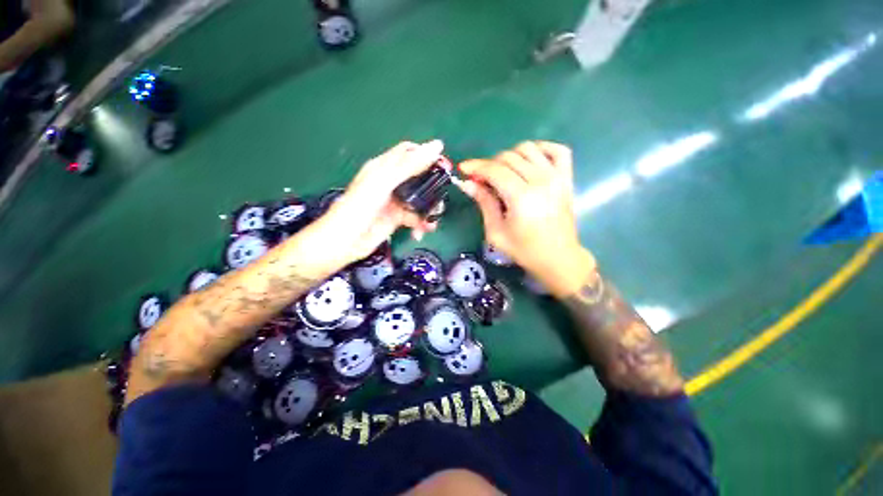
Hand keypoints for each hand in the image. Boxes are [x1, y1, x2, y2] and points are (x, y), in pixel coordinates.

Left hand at [300, 140, 443, 274]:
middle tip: (442, 198)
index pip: (409, 153)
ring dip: (429, 209)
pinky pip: (415, 217)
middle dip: (432, 187)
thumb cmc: (361, 207)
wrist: (345, 242)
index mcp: (384, 167)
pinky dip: (421, 224)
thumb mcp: (385, 182)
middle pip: (418, 177)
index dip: (427, 156)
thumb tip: (437, 146)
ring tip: (432, 220)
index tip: (443, 167)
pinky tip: (421, 232)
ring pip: (420, 199)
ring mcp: (395, 201)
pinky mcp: (397, 218)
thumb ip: (410, 165)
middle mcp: (391, 182)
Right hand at [458, 141, 594, 295]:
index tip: (463, 168)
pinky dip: (542, 148)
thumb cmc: (524, 250)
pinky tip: (529, 161)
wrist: (558, 258)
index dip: (476, 166)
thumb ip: (484, 203)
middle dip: (489, 164)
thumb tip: (468, 183)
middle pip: (509, 157)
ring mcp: (557, 177)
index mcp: (521, 197)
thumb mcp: (496, 232)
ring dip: (511, 156)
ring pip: (529, 149)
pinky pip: (558, 150)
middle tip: (482, 179)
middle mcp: (540, 181)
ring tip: (503, 173)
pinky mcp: (567, 178)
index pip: (495, 170)